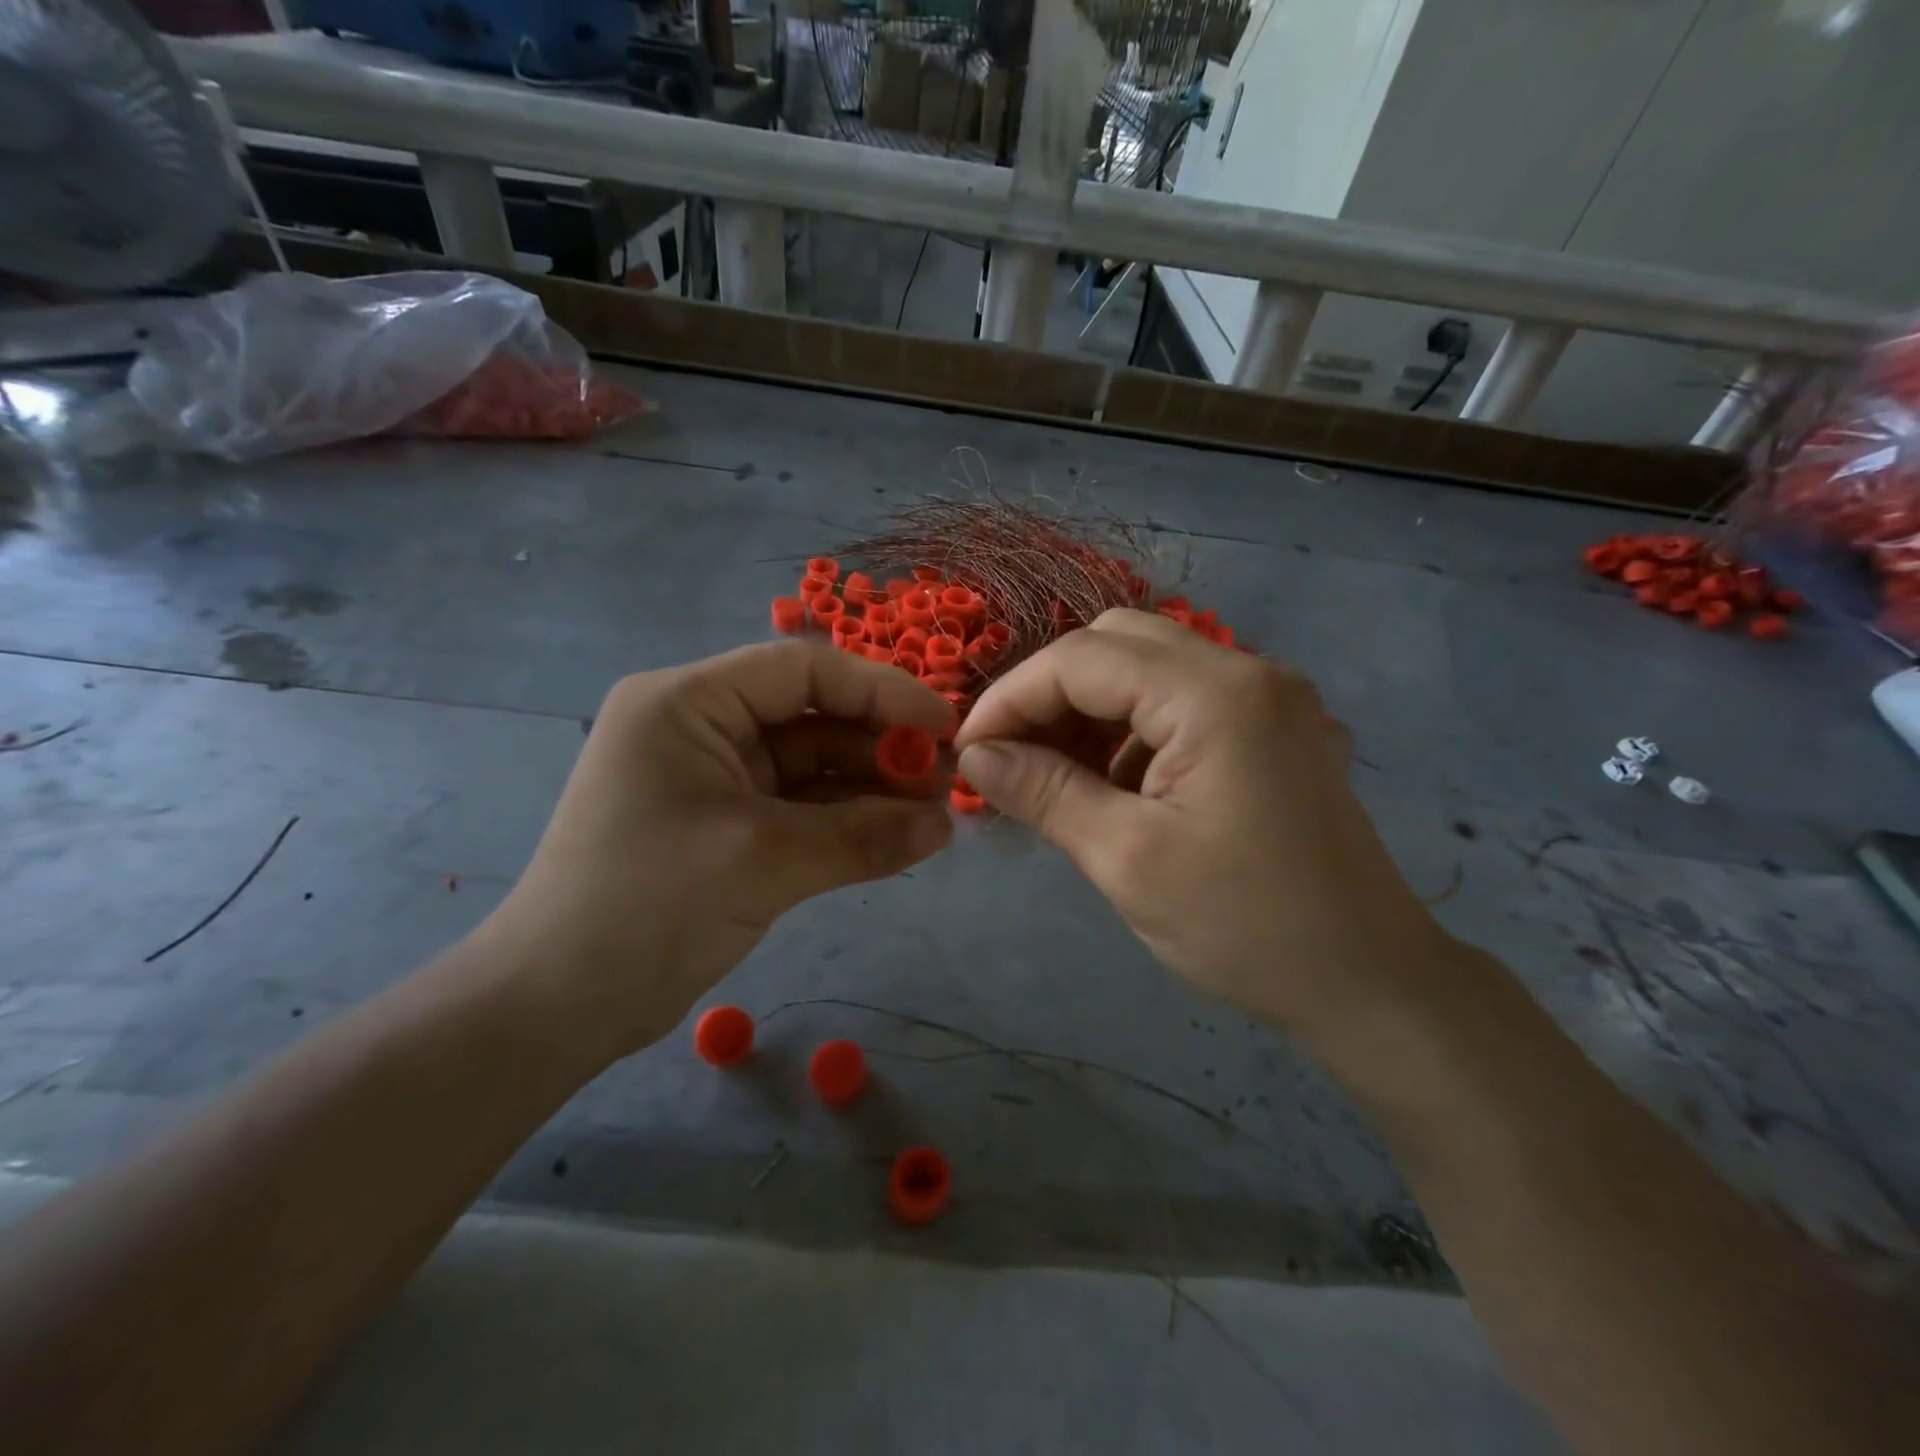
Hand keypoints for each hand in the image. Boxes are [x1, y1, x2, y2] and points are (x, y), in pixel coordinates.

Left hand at [483, 641, 954, 1057]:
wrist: (556, 1006)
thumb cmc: (647, 908)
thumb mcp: (763, 861)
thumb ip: (862, 837)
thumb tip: (946, 827)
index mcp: (688, 703)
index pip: (801, 670)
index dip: (880, 689)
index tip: (942, 725)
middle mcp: (700, 726)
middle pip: (811, 716)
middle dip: (879, 746)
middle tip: (945, 782)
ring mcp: (714, 777)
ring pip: (811, 765)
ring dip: (869, 788)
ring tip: (933, 815)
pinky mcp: (726, 823)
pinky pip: (799, 807)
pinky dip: (845, 820)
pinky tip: (897, 837)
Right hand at [954, 610, 1444, 1047]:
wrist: (1370, 984)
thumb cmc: (1246, 927)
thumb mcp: (1127, 859)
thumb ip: (1043, 792)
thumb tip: (975, 757)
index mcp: (1215, 694)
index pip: (1082, 659)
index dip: (1012, 698)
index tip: (968, 753)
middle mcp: (1247, 671)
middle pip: (1116, 644)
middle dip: (1050, 694)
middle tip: (1012, 759)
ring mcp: (1267, 696)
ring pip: (1147, 667)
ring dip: (1089, 710)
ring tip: (1054, 776)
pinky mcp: (1272, 727)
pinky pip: (1180, 699)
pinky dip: (1130, 727)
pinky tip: (1113, 784)